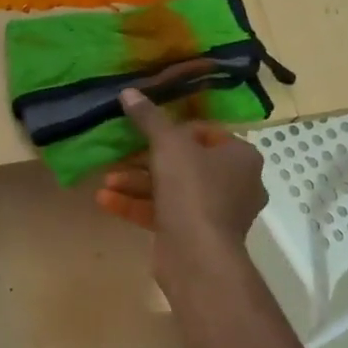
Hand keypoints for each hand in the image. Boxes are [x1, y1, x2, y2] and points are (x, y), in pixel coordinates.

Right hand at [96, 89, 265, 287]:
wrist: (197, 255)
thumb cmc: (193, 189)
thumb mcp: (168, 145)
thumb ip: (149, 118)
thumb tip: (129, 92)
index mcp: (241, 157)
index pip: (206, 133)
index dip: (173, 130)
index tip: (147, 132)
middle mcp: (235, 183)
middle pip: (185, 163)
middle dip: (145, 161)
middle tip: (119, 157)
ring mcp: (216, 213)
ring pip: (171, 190)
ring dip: (136, 184)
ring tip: (107, 181)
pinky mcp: (195, 236)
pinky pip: (165, 213)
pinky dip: (137, 206)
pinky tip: (105, 201)